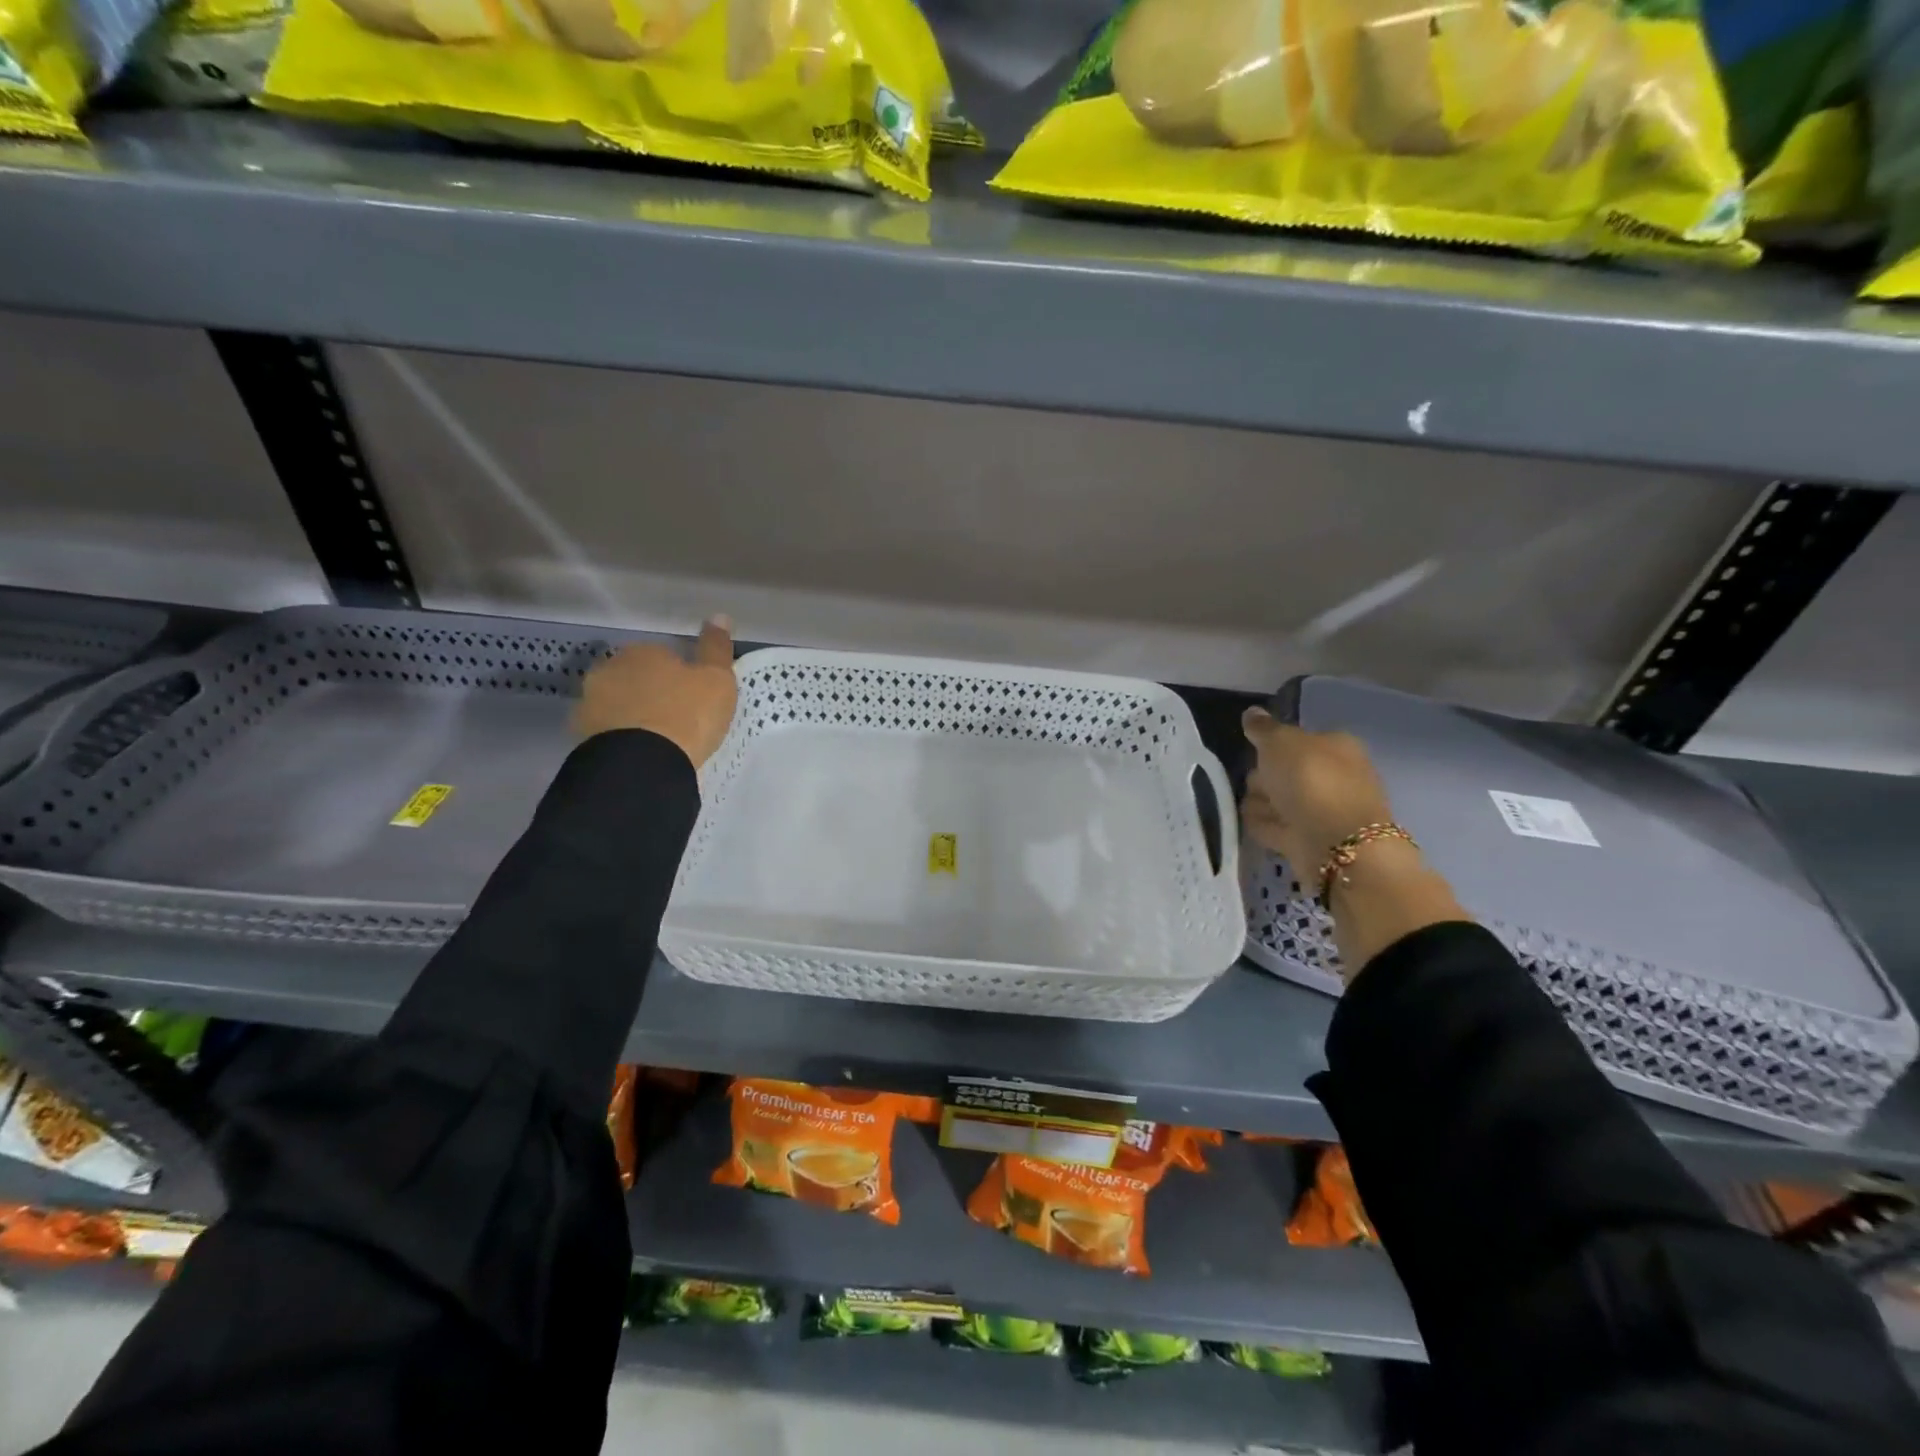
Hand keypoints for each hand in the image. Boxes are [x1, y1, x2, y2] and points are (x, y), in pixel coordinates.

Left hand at [574, 616, 737, 767]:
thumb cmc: (687, 715)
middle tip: (675, 717)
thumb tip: (719, 616)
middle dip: (651, 691)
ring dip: (632, 713)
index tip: (693, 696)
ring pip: (618, 702)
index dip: (680, 675)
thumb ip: (716, 648)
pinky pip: (606, 730)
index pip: (664, 655)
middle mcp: (610, 668)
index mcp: (643, 651)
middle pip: (636, 676)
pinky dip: (619, 736)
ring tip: (656, 739)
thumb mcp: (716, 680)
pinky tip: (637, 752)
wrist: (643, 764)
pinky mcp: (580, 734)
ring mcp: (590, 701)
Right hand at [1241, 707, 1394, 883]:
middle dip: (1263, 777)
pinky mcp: (1308, 839)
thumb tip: (1252, 712)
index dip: (1272, 745)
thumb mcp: (1280, 742)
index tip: (1255, 753)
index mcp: (1336, 746)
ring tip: (1261, 809)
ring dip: (1261, 803)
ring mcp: (1321, 809)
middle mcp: (1333, 775)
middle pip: (1284, 770)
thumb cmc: (1311, 781)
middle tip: (1259, 783)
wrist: (1337, 844)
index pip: (1298, 739)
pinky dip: (1266, 826)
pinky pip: (1276, 826)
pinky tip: (1261, 826)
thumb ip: (1263, 728)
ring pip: (1277, 799)